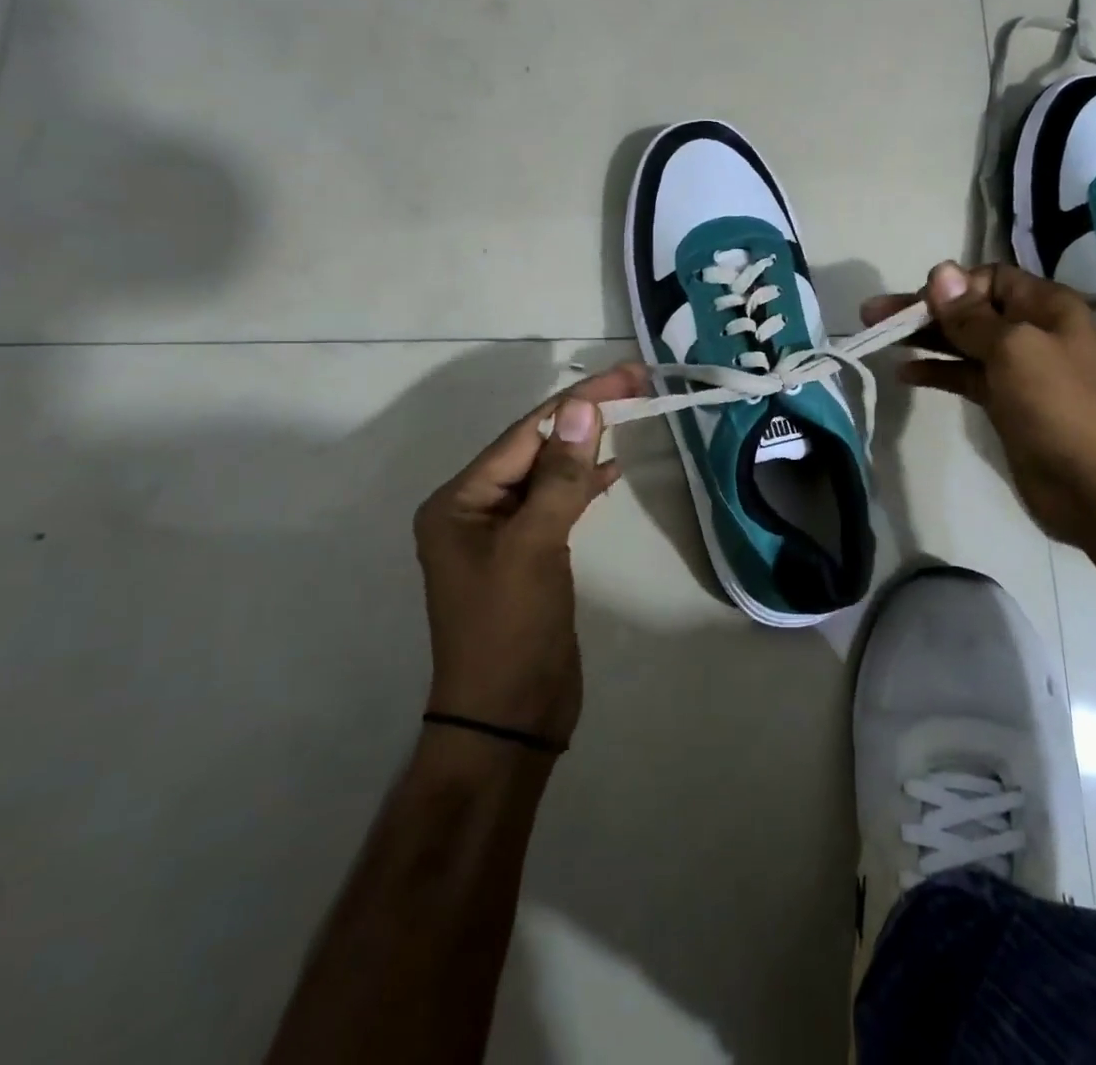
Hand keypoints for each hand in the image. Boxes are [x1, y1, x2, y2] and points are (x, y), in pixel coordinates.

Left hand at [413, 364, 646, 748]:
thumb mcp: (534, 546)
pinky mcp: (531, 554)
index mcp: (459, 501)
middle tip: (636, 387)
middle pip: (536, 449)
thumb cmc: (510, 629)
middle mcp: (475, 510)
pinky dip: (585, 484)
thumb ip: (559, 476)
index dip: (576, 402)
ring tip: (631, 415)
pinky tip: (613, 469)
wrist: (509, 718)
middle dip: (583, 419)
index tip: (624, 377)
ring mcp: (504, 534)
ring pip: (549, 475)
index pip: (524, 435)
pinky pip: (558, 504)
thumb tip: (581, 407)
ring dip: (586, 448)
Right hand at [861, 262, 1095, 547]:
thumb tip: (940, 270)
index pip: (990, 278)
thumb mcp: (1014, 349)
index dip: (952, 286)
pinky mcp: (1004, 401)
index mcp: (1046, 307)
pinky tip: (904, 373)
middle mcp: (1032, 330)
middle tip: (873, 314)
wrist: (1092, 485)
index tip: (916, 304)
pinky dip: (936, 371)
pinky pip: (964, 375)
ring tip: (878, 337)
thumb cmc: (1057, 406)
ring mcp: (1018, 368)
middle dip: (924, 310)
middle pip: (969, 310)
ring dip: (924, 339)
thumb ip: (971, 315)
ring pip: (962, 343)